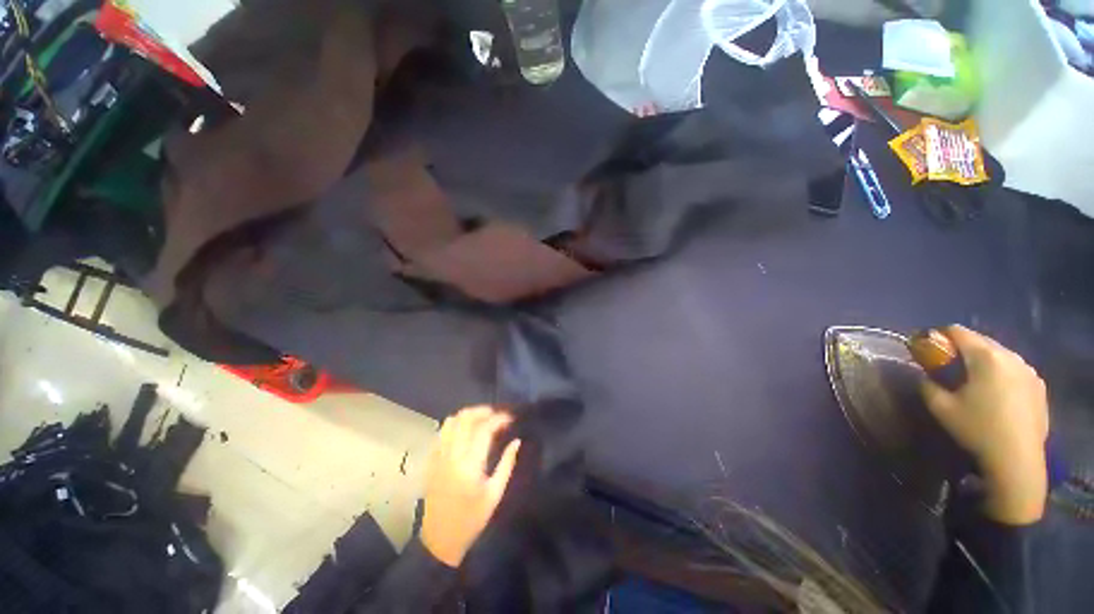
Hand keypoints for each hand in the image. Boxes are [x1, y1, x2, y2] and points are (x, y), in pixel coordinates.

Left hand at [420, 406, 520, 566]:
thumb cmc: (471, 519)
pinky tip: (466, 430)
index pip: (484, 429)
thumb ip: (507, 464)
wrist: (439, 540)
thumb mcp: (495, 494)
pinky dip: (456, 424)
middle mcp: (451, 455)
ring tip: (483, 419)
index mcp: (469, 465)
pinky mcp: (431, 459)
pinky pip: (442, 431)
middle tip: (497, 414)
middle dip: (483, 411)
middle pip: (465, 418)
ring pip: (451, 421)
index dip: (499, 418)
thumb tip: (516, 441)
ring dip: (468, 415)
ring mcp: (438, 455)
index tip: (510, 418)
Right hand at [921, 326, 1048, 524]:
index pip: (958, 331)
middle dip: (963, 350)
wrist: (1017, 460)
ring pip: (1000, 355)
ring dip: (984, 362)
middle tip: (949, 368)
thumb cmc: (977, 429)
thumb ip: (928, 385)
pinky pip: (1015, 370)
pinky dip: (1001, 374)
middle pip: (981, 341)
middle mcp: (1011, 356)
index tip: (929, 351)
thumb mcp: (940, 408)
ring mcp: (1029, 371)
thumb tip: (926, 376)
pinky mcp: (1039, 386)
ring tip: (974, 382)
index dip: (939, 336)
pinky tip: (996, 395)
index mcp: (986, 357)